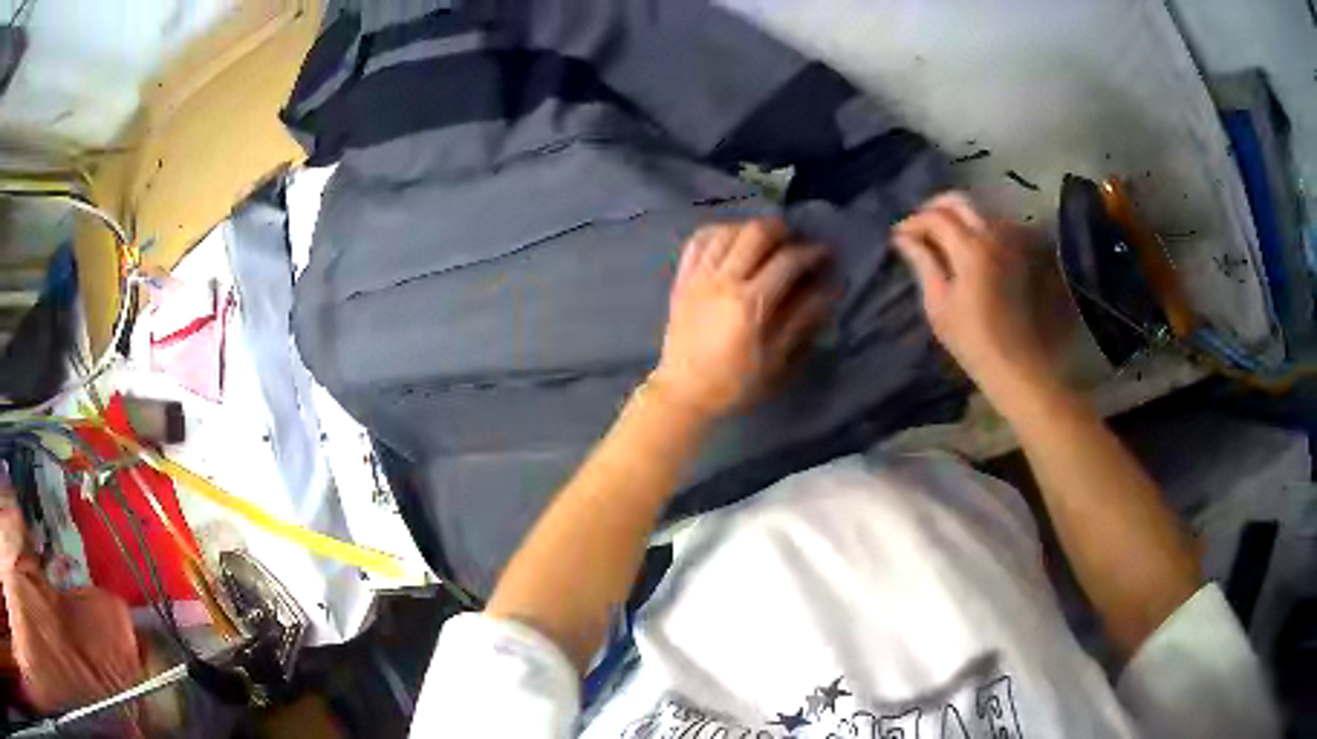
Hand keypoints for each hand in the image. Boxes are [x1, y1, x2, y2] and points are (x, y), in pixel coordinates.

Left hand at [650, 218, 832, 419]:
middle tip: (794, 241)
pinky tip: (730, 240)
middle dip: (781, 230)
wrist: (683, 392)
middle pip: (755, 233)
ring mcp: (698, 277)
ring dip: (749, 229)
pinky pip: (698, 242)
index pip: (787, 261)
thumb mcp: (775, 360)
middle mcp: (722, 281)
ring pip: (726, 231)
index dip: (811, 252)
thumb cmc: (734, 383)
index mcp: (749, 303)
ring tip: (764, 241)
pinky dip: (717, 233)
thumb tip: (829, 292)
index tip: (824, 254)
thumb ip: (801, 320)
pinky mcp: (681, 280)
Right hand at [893, 193, 1053, 397]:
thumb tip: (903, 238)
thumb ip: (923, 263)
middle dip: (935, 208)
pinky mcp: (1026, 253)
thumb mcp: (939, 306)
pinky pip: (998, 227)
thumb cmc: (974, 342)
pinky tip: (970, 250)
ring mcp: (1014, 241)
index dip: (913, 222)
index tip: (899, 236)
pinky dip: (979, 229)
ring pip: (981, 211)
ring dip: (958, 218)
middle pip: (961, 201)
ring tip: (943, 238)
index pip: (935, 216)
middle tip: (920, 228)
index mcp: (970, 248)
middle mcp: (995, 234)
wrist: (1021, 365)